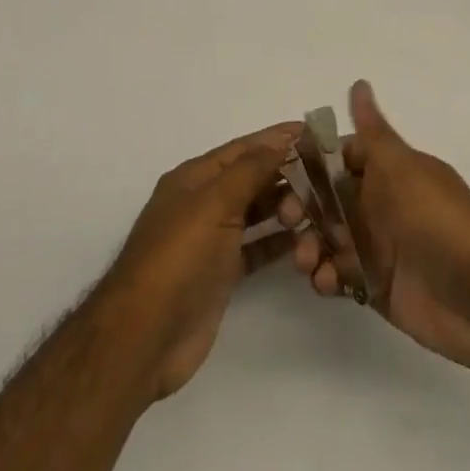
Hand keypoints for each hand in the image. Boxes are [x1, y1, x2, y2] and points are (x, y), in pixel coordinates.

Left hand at [97, 122, 300, 399]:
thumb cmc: (179, 258)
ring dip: (285, 208)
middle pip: (252, 179)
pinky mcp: (222, 274)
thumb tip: (281, 139)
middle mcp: (203, 203)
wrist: (144, 337)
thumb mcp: (214, 203)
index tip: (314, 134)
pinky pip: (257, 248)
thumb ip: (250, 169)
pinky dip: (279, 242)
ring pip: (257, 213)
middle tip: (325, 182)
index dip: (276, 139)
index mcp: (195, 177)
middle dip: (286, 176)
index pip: (243, 148)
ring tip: (319, 211)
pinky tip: (304, 241)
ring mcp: (212, 240)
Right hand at [288, 81, 469, 371]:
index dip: (312, 162)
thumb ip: (373, 132)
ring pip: (329, 238)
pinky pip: (340, 275)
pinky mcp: (377, 287)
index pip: (340, 157)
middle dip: (304, 207)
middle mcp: (380, 204)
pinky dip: (327, 277)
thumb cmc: (440, 222)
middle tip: (288, 220)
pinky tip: (327, 283)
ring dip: (311, 245)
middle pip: (328, 199)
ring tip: (307, 261)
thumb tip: (359, 81)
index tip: (282, 170)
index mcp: (388, 171)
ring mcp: (378, 246)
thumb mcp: (403, 169)